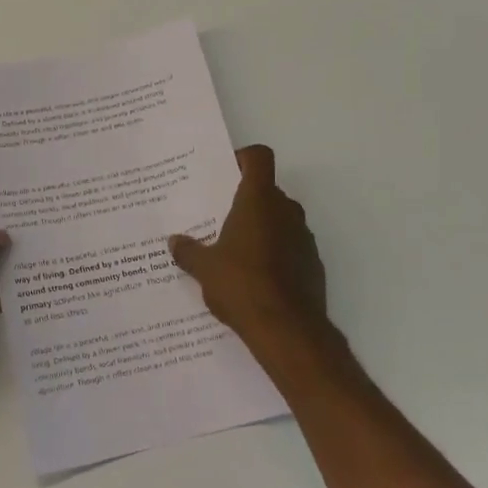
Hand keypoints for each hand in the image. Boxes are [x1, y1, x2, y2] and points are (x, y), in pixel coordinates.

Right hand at [170, 146, 345, 380]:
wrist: (287, 329)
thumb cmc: (241, 284)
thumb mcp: (204, 268)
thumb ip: (188, 251)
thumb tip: (174, 242)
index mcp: (258, 201)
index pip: (259, 158)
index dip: (243, 158)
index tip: (226, 172)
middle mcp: (285, 211)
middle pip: (268, 191)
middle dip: (246, 201)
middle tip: (220, 219)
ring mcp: (304, 238)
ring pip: (280, 220)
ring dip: (262, 229)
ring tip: (235, 252)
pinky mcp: (313, 265)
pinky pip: (291, 248)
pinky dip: (275, 254)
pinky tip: (255, 279)